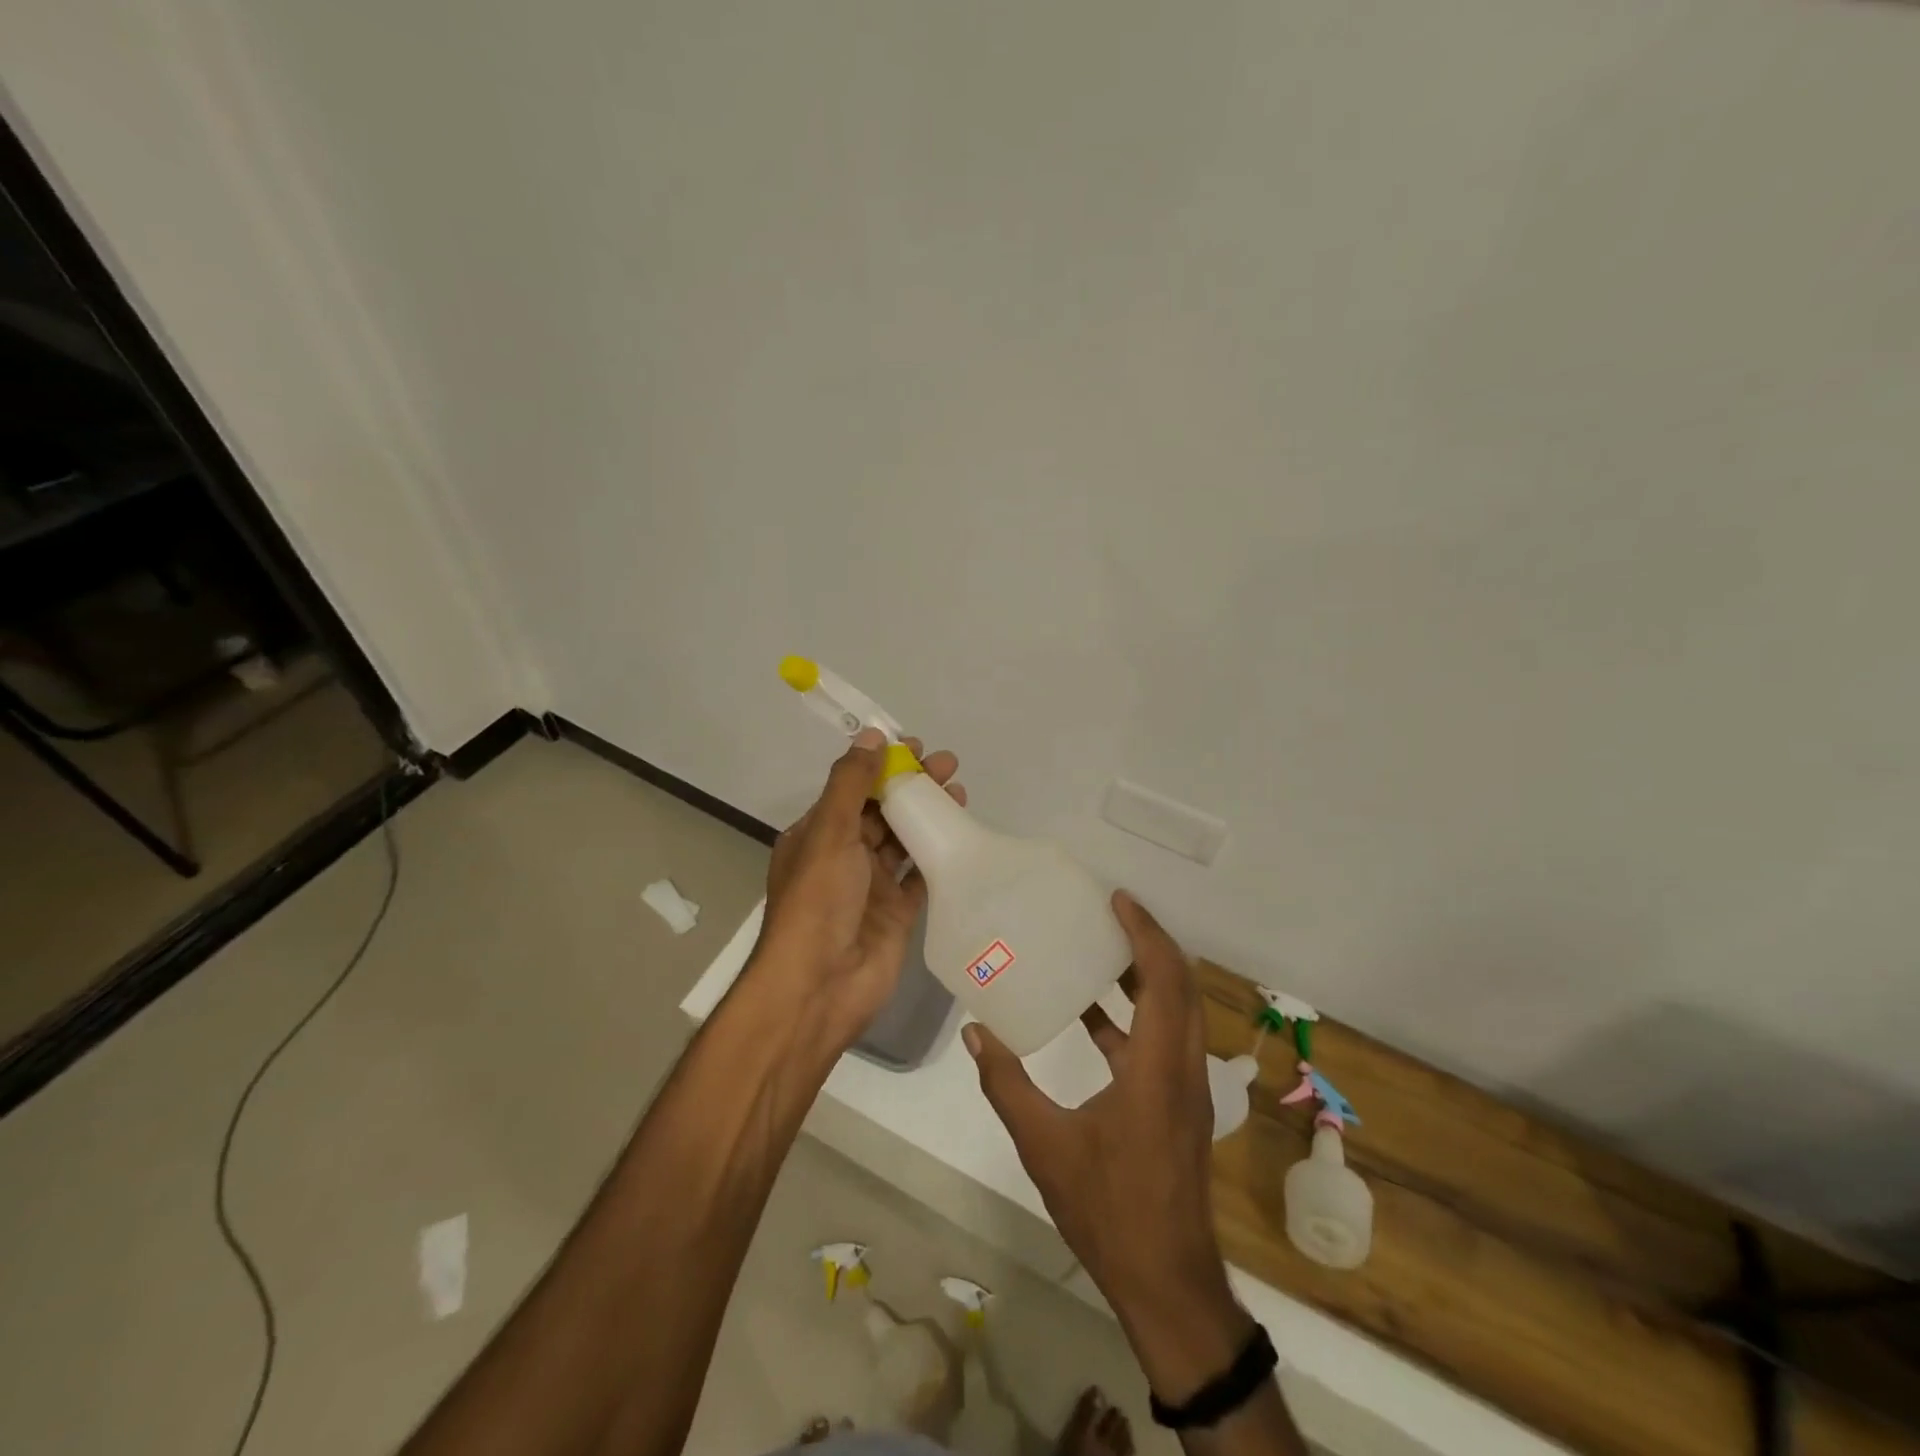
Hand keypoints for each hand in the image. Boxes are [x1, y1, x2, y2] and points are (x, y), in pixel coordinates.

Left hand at [753, 728, 965, 1048]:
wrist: (821, 986)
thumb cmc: (818, 902)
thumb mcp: (829, 833)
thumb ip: (851, 783)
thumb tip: (871, 736)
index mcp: (818, 835)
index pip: (854, 789)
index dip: (883, 765)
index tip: (915, 747)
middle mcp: (843, 856)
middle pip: (883, 811)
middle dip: (913, 787)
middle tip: (949, 766)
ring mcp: (871, 887)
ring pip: (904, 841)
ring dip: (928, 816)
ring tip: (960, 793)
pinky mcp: (896, 913)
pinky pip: (919, 876)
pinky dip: (937, 855)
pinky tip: (961, 835)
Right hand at [964, 892, 1250, 1400]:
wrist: (1167, 1282)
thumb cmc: (1109, 1209)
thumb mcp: (1046, 1145)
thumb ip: (1007, 1085)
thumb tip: (976, 1033)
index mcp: (1159, 1068)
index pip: (1165, 979)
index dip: (1145, 933)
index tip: (1118, 899)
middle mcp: (1183, 1068)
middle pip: (1180, 985)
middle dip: (1150, 942)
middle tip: (1109, 912)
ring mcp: (1186, 1088)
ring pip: (1177, 1011)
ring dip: (1147, 975)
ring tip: (1101, 949)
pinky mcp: (1179, 1105)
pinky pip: (1164, 1039)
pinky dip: (1136, 1015)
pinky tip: (1092, 1015)